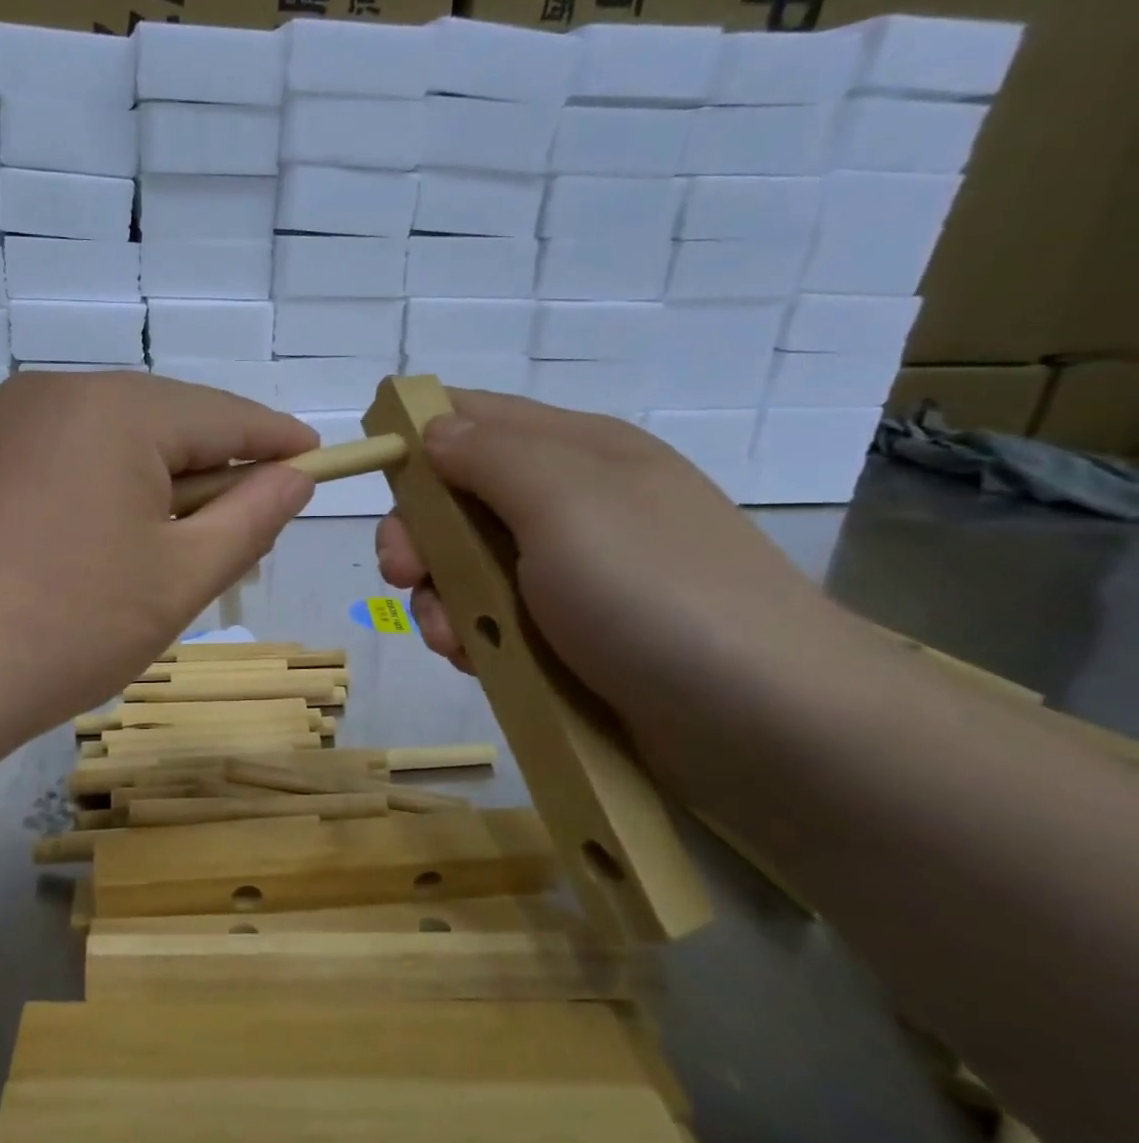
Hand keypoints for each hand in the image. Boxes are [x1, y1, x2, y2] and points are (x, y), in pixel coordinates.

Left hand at [0, 372, 315, 750]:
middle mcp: (56, 392)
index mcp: (117, 408)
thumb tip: (294, 478)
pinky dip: (100, 490)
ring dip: (154, 484)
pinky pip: (62, 458)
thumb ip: (250, 519)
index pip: (225, 414)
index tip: (318, 464)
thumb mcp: (179, 578)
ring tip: (168, 549)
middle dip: (212, 470)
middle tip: (244, 529)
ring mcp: (3, 422)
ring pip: (110, 440)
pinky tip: (96, 546)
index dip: (278, 442)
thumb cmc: (64, 626)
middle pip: (164, 421)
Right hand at [375, 391, 863, 758]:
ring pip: (468, 567)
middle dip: (419, 536)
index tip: (376, 477)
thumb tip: (432, 428)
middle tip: (404, 575)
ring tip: (452, 639)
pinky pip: (494, 620)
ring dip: (441, 598)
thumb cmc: (653, 592)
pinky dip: (472, 637)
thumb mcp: (565, 501)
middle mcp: (571, 504)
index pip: (474, 416)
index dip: (417, 436)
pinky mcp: (571, 636)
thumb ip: (488, 456)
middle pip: (458, 499)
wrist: (766, 725)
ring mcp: (572, 574)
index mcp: (575, 451)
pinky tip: (477, 661)